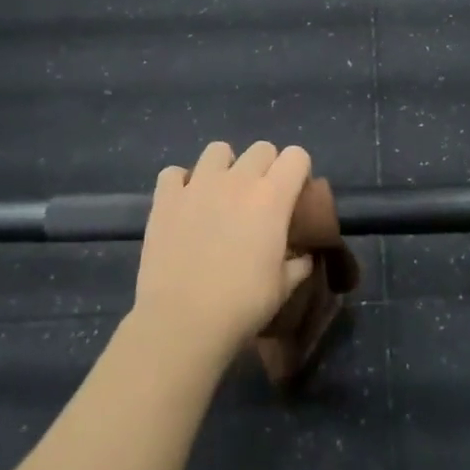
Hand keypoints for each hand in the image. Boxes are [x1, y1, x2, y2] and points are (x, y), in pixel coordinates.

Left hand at [133, 141, 316, 364]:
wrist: (182, 321)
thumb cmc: (242, 305)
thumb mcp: (283, 287)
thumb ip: (298, 263)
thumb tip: (303, 255)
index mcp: (272, 197)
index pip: (296, 156)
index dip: (298, 171)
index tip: (294, 193)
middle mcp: (237, 180)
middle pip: (261, 148)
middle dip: (265, 167)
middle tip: (259, 198)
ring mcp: (198, 184)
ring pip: (217, 150)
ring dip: (224, 167)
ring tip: (220, 194)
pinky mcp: (166, 198)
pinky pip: (173, 173)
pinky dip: (180, 183)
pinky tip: (184, 204)